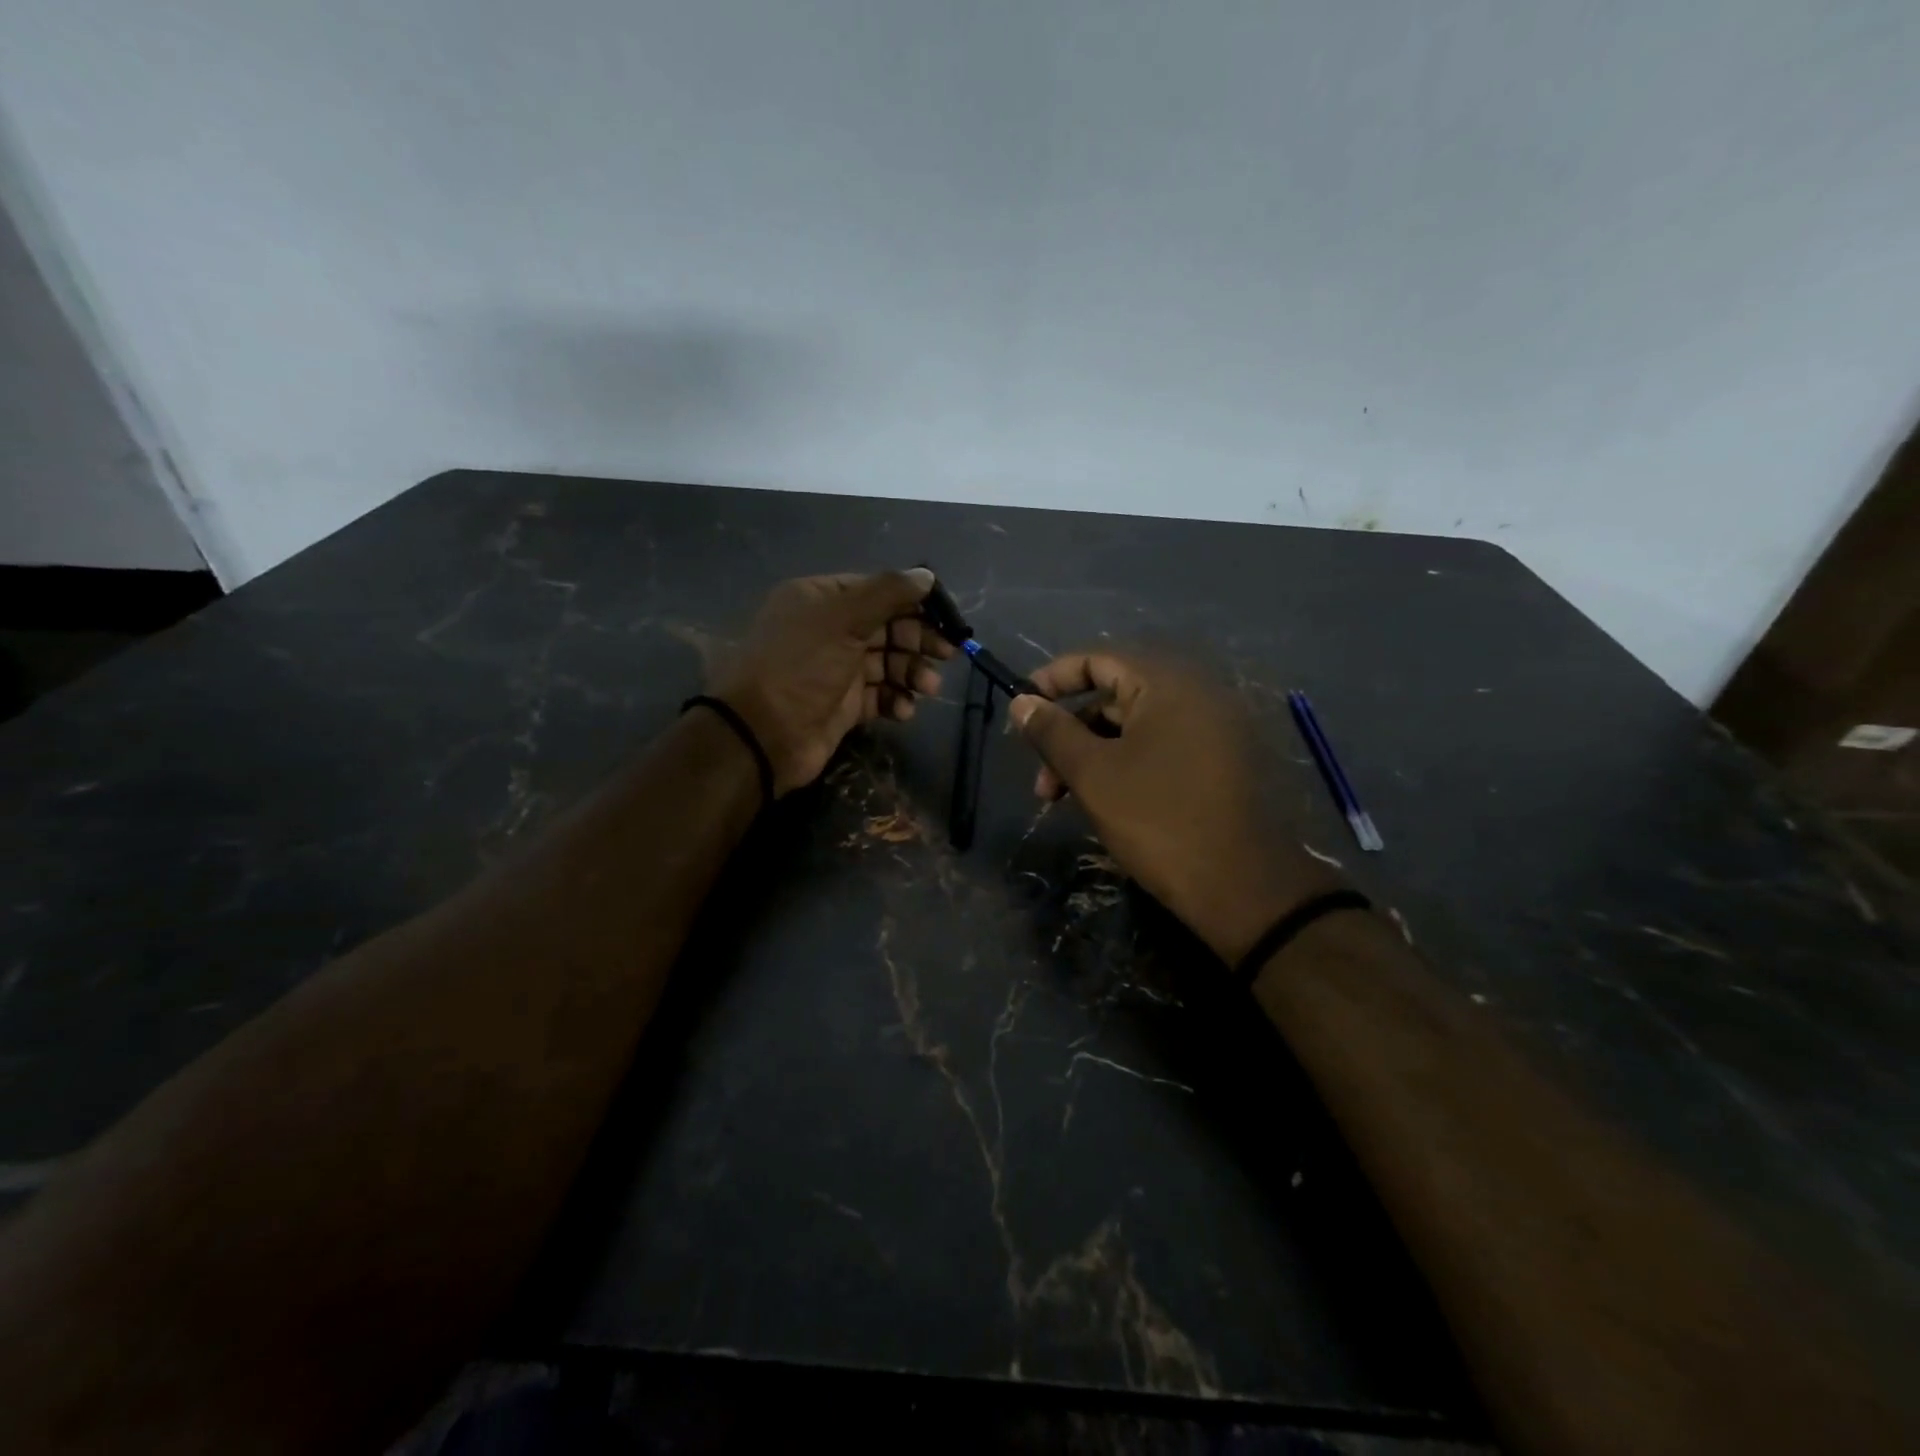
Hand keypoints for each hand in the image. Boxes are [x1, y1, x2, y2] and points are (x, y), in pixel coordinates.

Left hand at [711, 569, 953, 794]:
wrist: (762, 735)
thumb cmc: (801, 666)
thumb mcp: (843, 619)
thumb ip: (887, 593)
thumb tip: (927, 575)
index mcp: (820, 600)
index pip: (877, 591)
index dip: (913, 601)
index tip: (947, 616)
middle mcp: (828, 630)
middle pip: (886, 627)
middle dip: (918, 639)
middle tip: (947, 653)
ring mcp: (836, 669)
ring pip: (886, 663)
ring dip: (911, 672)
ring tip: (928, 687)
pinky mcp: (843, 705)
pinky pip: (879, 695)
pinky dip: (895, 700)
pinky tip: (904, 710)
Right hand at [1009, 652, 1340, 963]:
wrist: (1242, 887)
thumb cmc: (1158, 820)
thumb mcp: (1093, 774)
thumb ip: (1052, 732)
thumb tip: (1021, 702)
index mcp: (1167, 685)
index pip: (1098, 659)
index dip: (1053, 680)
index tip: (1020, 707)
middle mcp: (1195, 695)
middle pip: (1114, 697)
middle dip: (1069, 734)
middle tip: (1042, 779)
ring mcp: (1212, 730)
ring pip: (1134, 729)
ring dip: (1092, 756)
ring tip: (1064, 800)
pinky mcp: (1219, 763)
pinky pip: (1159, 748)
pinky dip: (1124, 766)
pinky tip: (1105, 803)